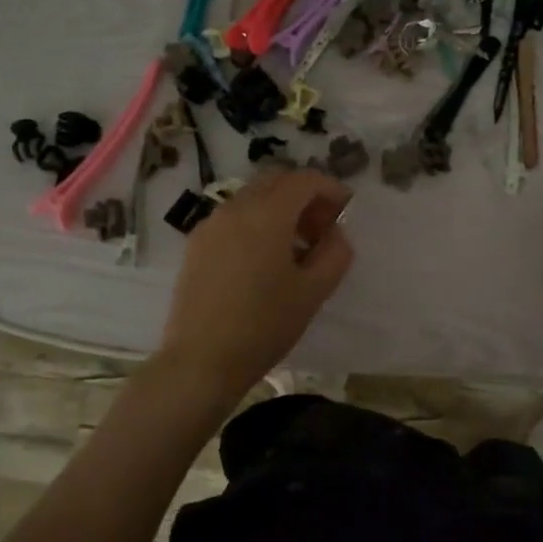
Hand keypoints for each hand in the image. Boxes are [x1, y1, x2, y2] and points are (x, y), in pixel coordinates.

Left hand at [156, 169, 354, 395]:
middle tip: (322, 227)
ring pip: (253, 197)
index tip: (346, 209)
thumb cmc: (263, 325)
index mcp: (267, 214)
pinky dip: (256, 222)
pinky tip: (264, 260)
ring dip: (279, 208)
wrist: (200, 361)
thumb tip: (335, 233)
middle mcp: (236, 208)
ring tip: (295, 247)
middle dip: (304, 195)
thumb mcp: (313, 292)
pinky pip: (233, 217)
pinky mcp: (196, 244)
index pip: (305, 180)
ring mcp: (211, 224)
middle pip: (276, 181)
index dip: (331, 188)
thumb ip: (335, 253)